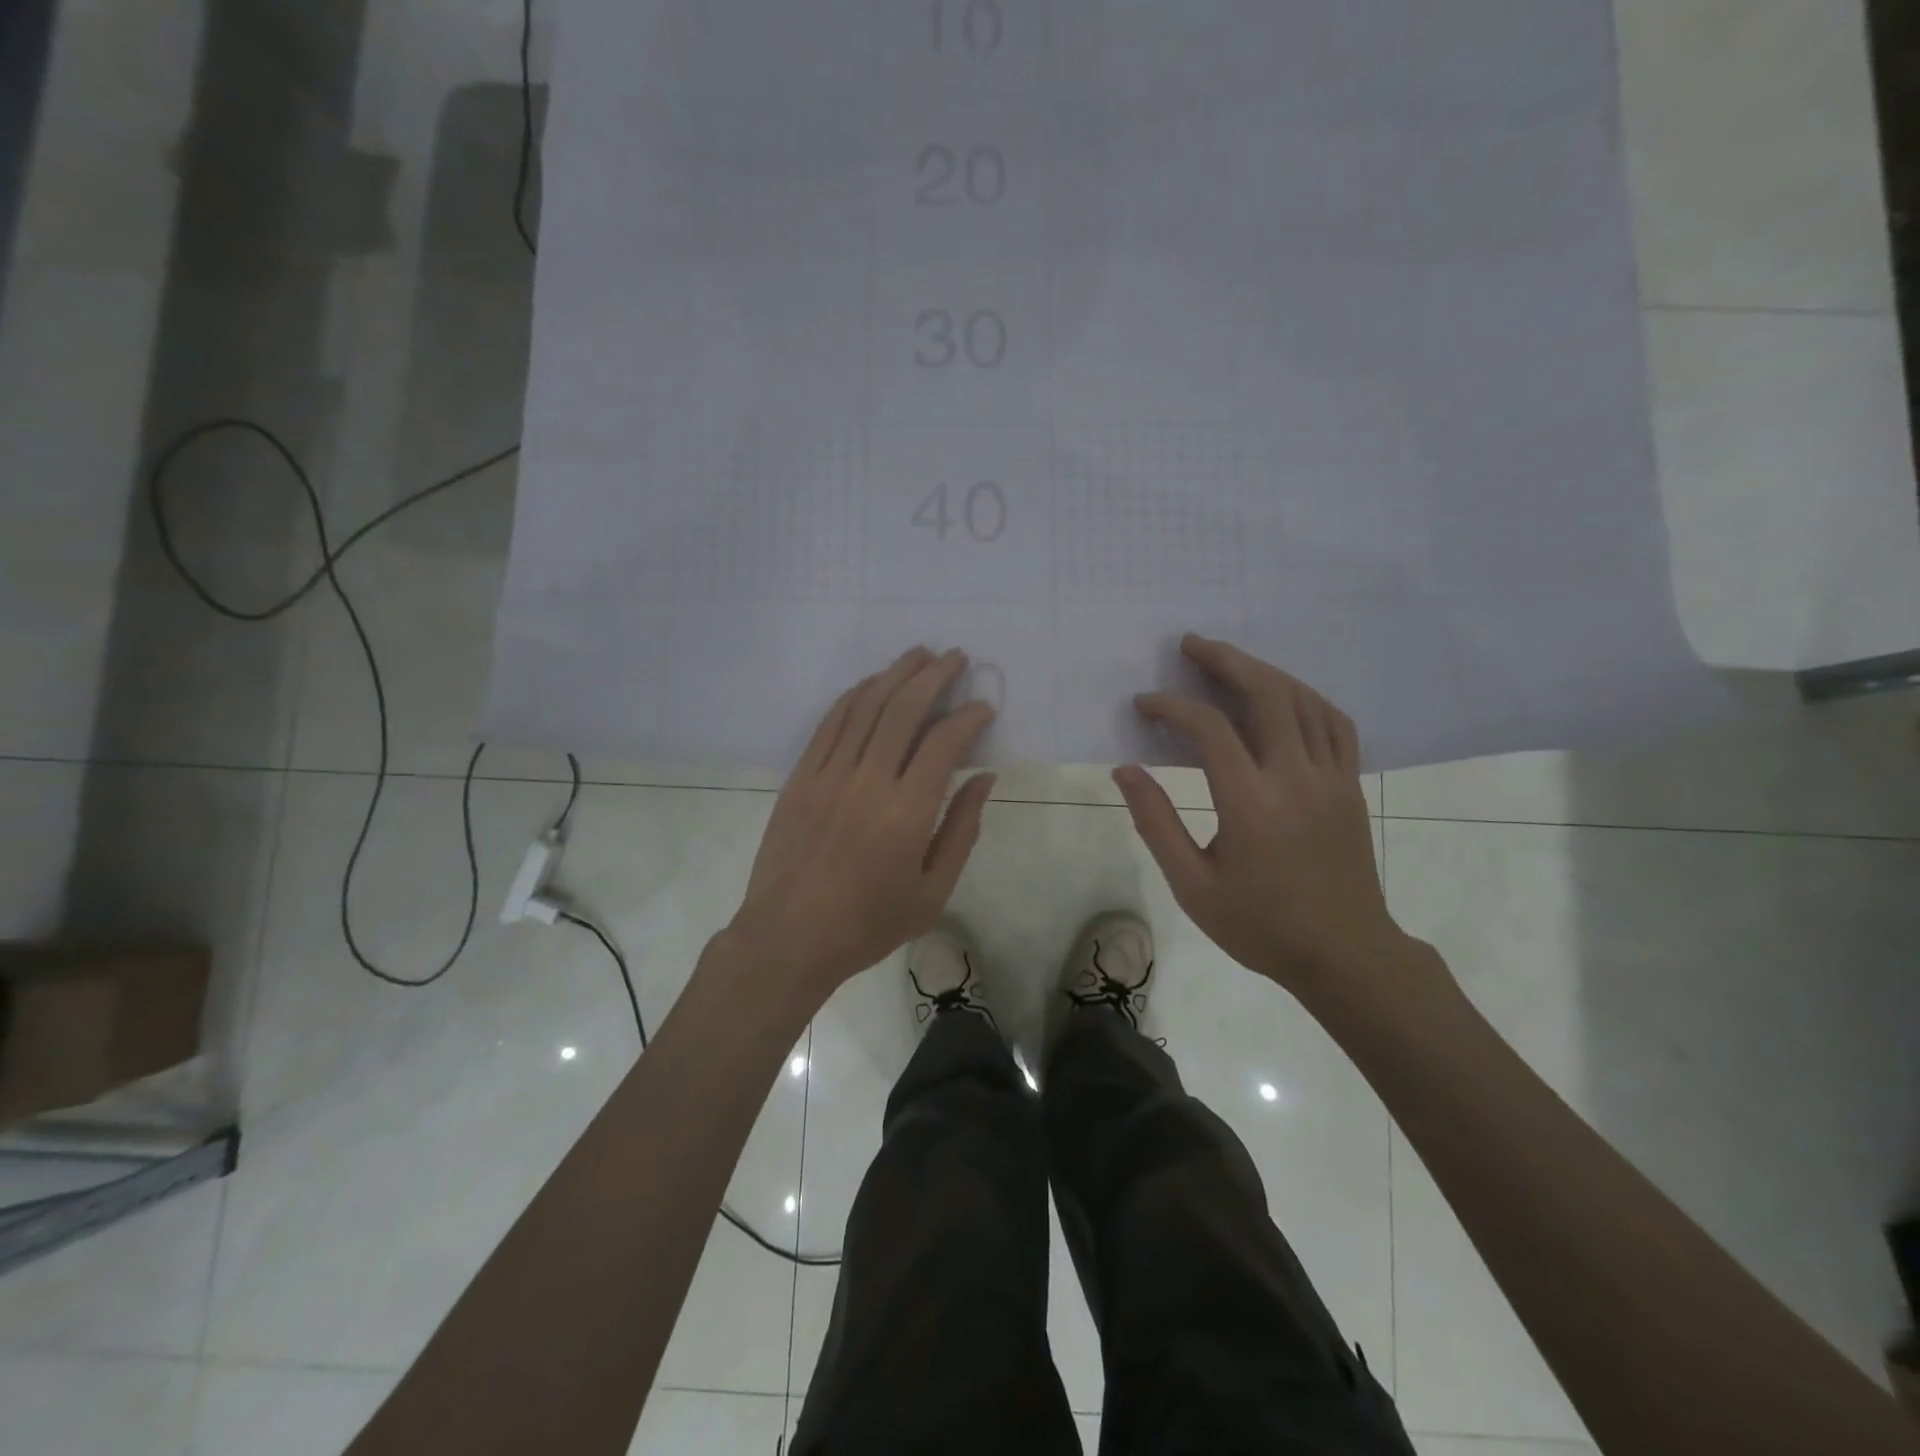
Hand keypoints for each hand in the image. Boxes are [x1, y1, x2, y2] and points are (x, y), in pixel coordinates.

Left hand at [726, 647, 996, 1003]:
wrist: (788, 938)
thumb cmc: (868, 923)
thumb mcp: (933, 892)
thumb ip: (962, 829)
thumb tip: (984, 777)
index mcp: (906, 813)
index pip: (943, 743)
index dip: (968, 717)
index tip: (984, 707)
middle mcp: (867, 781)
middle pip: (903, 709)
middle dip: (934, 676)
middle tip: (955, 657)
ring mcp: (828, 774)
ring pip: (865, 706)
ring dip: (895, 674)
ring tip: (919, 655)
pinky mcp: (800, 777)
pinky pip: (830, 723)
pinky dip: (854, 696)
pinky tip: (871, 684)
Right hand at [1113, 635, 1412, 997]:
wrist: (1345, 954)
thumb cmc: (1260, 925)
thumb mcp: (1193, 886)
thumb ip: (1156, 822)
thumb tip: (1125, 770)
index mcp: (1251, 804)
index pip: (1210, 729)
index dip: (1172, 707)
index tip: (1144, 704)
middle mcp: (1296, 778)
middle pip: (1265, 694)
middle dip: (1224, 661)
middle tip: (1191, 644)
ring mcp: (1331, 778)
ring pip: (1303, 700)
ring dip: (1263, 671)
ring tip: (1229, 660)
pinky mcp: (1350, 786)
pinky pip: (1334, 723)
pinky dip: (1305, 697)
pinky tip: (1283, 694)